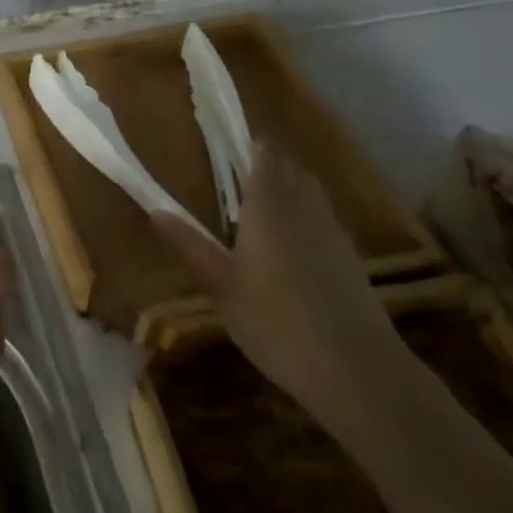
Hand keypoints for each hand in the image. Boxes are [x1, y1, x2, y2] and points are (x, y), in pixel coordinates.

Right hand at [153, 146, 405, 426]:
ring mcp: (332, 231)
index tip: (226, 142)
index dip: (248, 143)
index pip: (263, 154)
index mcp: (269, 204)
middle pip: (289, 167)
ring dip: (288, 186)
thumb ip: (190, 245)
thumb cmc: (277, 323)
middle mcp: (304, 206)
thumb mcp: (222, 287)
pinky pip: (323, 218)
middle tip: (236, 174)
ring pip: (310, 191)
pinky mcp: (350, 257)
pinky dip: (305, 216)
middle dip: (267, 162)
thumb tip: (155, 210)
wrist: (357, 370)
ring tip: (260, 205)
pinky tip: (290, 246)